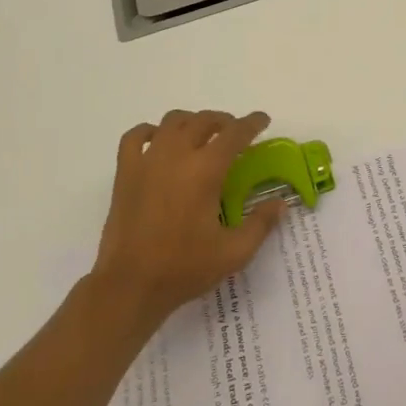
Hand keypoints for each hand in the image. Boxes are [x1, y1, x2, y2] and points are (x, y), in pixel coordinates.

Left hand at [90, 109, 283, 328]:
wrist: (130, 285)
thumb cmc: (183, 268)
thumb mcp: (233, 253)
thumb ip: (260, 224)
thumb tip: (280, 203)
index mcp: (205, 170)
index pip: (235, 133)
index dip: (252, 123)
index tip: (262, 120)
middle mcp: (177, 155)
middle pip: (203, 121)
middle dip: (223, 121)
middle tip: (234, 132)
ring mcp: (148, 160)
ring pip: (172, 121)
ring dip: (191, 121)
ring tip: (200, 134)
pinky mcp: (125, 172)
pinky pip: (135, 136)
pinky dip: (149, 131)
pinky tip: (158, 140)